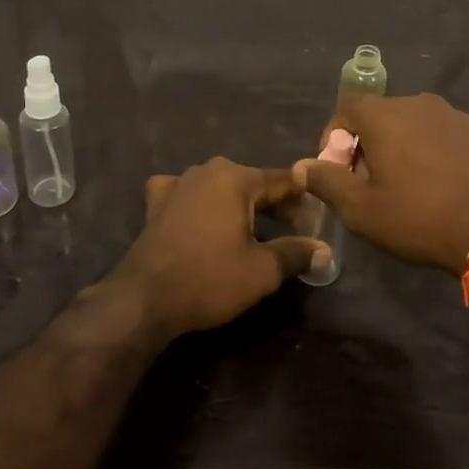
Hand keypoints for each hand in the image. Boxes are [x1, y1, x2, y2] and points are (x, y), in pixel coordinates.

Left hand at [108, 159, 328, 337]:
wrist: (144, 298)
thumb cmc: (209, 279)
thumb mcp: (261, 271)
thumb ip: (296, 254)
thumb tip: (325, 251)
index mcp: (234, 177)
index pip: (282, 182)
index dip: (304, 201)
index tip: (319, 220)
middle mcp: (206, 170)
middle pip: (252, 184)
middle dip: (275, 206)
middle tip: (295, 232)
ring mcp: (177, 184)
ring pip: (220, 189)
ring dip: (240, 207)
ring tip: (257, 232)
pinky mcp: (156, 203)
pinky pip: (189, 196)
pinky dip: (202, 206)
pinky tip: (203, 220)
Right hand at [293, 93, 468, 273]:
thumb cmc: (420, 218)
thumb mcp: (362, 210)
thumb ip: (327, 182)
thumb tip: (302, 165)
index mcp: (386, 115)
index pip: (347, 108)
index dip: (334, 136)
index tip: (336, 169)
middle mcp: (418, 104)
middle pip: (379, 115)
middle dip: (365, 143)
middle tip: (365, 182)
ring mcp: (453, 116)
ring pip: (411, 124)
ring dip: (397, 147)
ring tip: (400, 185)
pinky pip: (439, 135)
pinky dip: (426, 151)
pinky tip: (434, 186)